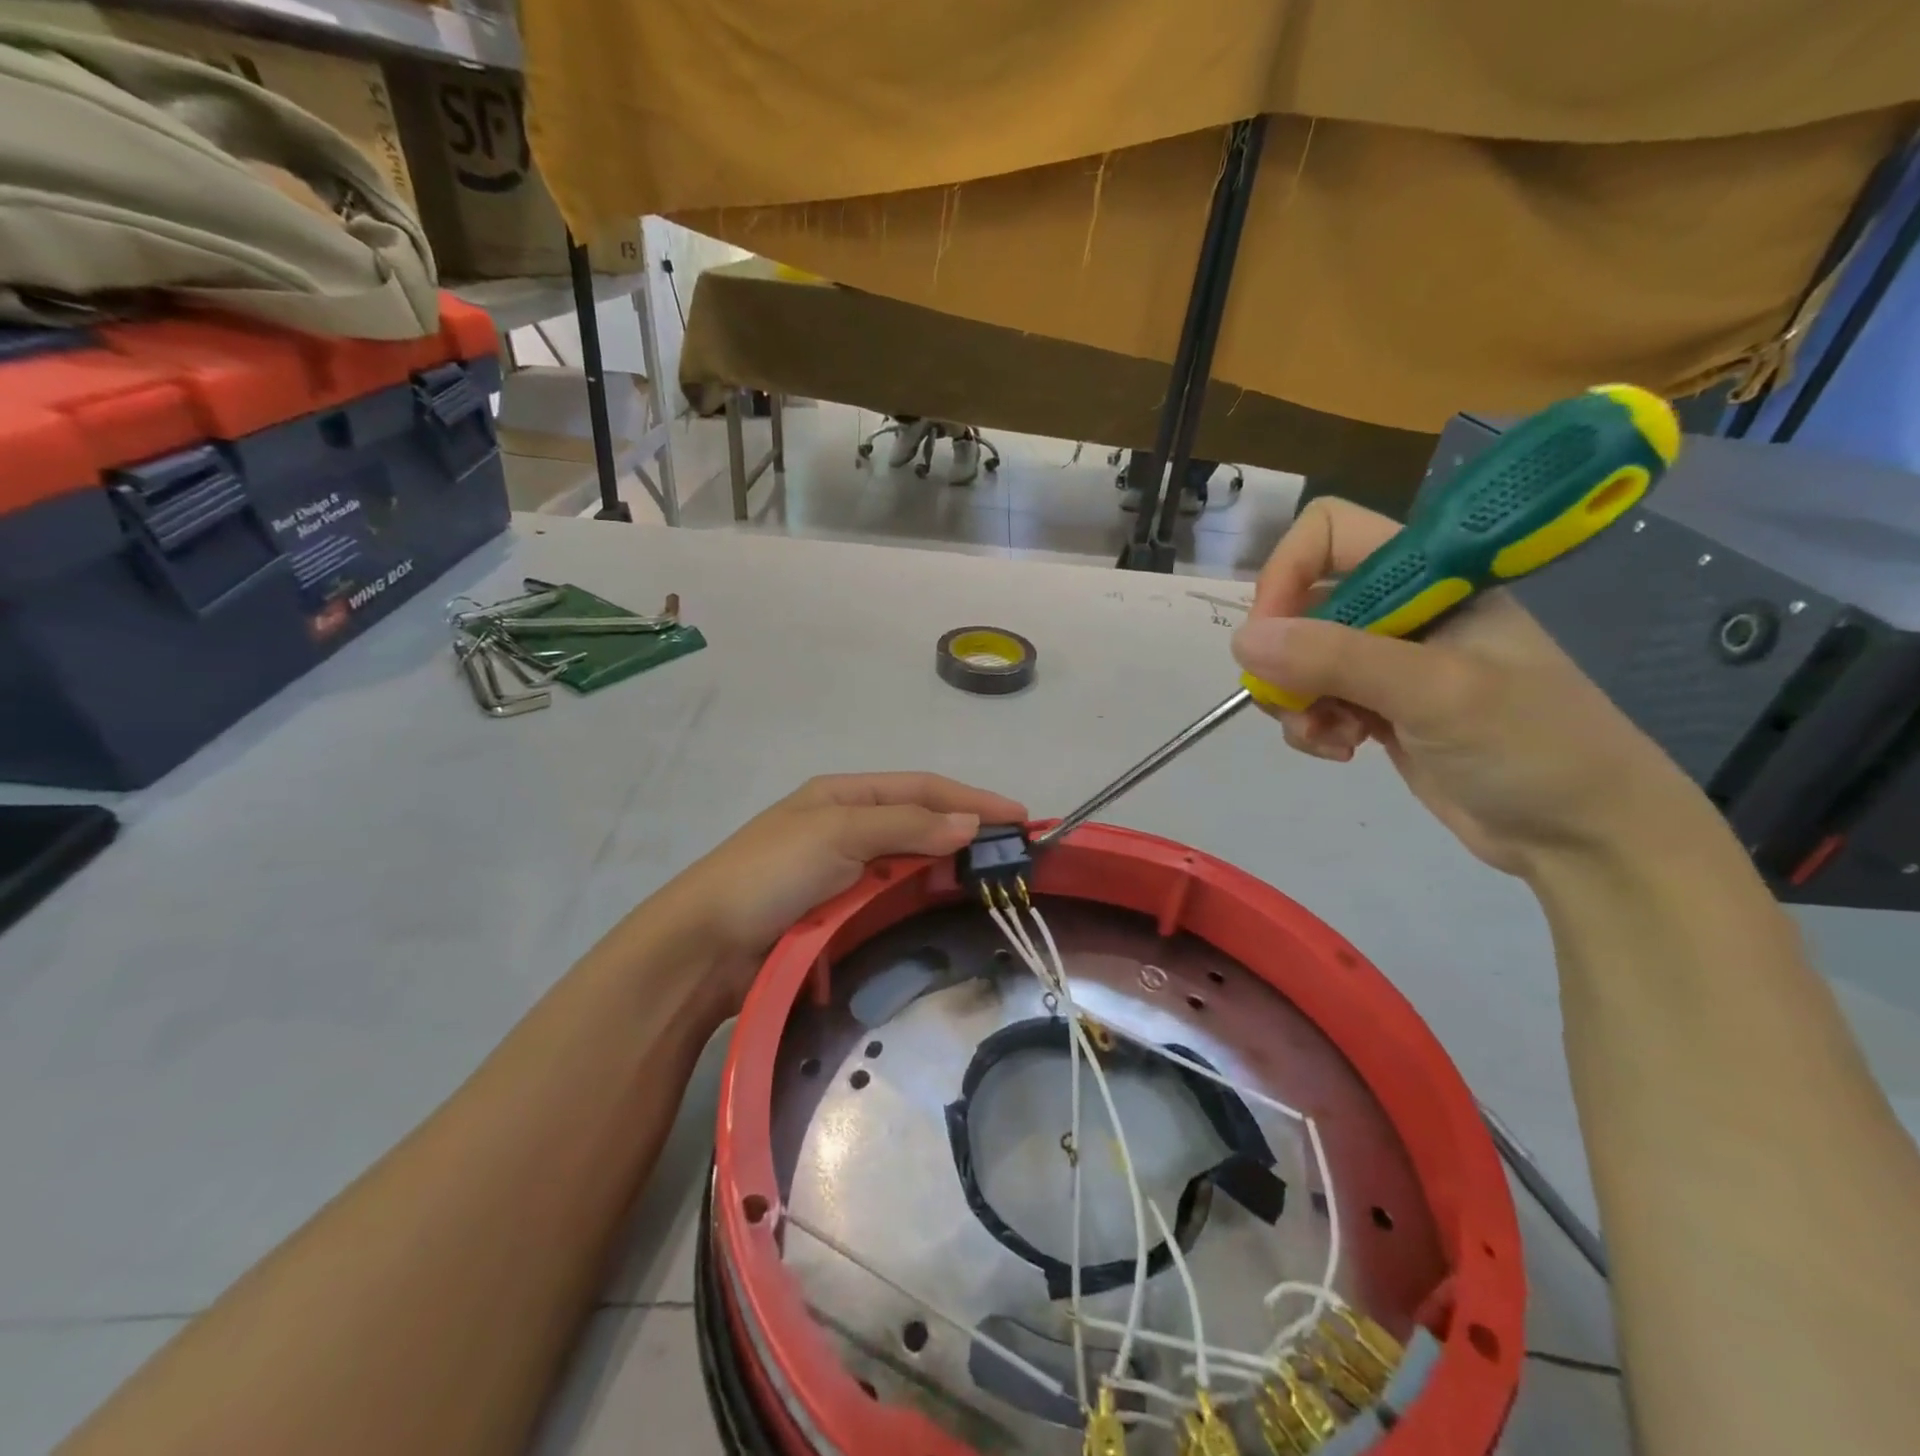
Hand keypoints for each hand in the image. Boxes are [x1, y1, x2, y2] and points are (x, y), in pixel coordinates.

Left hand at [653, 773, 1026, 1006]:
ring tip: (990, 884)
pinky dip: (917, 903)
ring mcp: (841, 873)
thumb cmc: (770, 873)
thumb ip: (906, 825)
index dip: (971, 798)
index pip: (922, 789)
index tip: (1019, 817)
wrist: (704, 947)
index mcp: (844, 795)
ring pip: (908, 865)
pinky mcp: (837, 915)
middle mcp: (846, 827)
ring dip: (946, 869)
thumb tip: (972, 822)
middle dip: (965, 832)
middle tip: (1013, 856)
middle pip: (919, 824)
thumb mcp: (838, 832)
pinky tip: (942, 911)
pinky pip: (889, 902)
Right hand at [1232, 498, 1699, 876]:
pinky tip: (1342, 751)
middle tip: (1295, 699)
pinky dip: (1311, 725)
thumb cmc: (1532, 747)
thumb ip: (1338, 659)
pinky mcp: (1378, 707)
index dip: (1288, 573)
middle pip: (1302, 602)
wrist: (1583, 834)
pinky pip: (1313, 700)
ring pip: (1298, 658)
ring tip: (1328, 736)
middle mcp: (1404, 609)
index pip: (1329, 534)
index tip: (1274, 634)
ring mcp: (1388, 662)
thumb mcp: (1436, 693)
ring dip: (1294, 698)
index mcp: (1432, 577)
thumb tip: (1242, 640)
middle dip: (1286, 654)